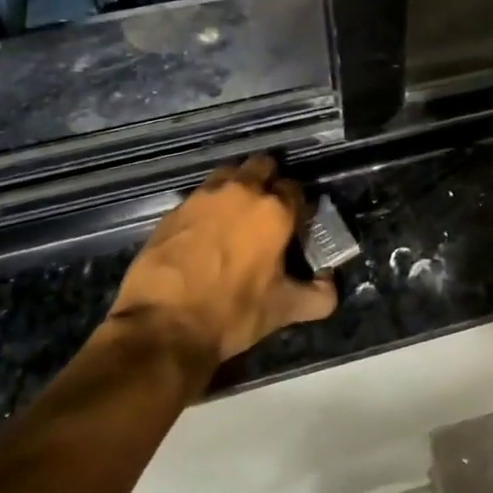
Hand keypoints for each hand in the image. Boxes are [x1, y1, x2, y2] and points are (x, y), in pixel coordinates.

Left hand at [106, 156, 337, 362]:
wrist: (162, 326)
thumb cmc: (231, 313)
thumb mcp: (283, 310)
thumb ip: (318, 296)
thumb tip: (330, 286)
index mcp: (274, 210)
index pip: (296, 189)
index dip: (298, 206)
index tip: (294, 225)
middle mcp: (241, 191)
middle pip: (262, 166)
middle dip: (268, 182)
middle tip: (266, 212)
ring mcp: (203, 196)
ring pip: (228, 174)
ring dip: (236, 187)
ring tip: (235, 217)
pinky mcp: (173, 209)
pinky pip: (199, 196)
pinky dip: (207, 207)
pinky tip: (204, 233)